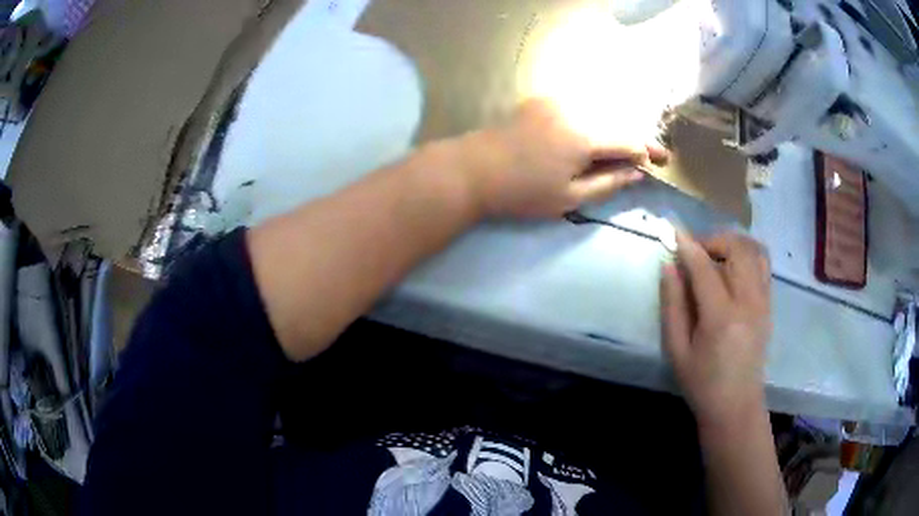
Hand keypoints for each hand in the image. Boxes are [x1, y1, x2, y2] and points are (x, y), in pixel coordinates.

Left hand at [464, 98, 667, 217]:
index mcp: (584, 135)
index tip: (662, 162)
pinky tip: (591, 139)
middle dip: (633, 140)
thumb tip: (636, 173)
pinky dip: (591, 122)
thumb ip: (608, 183)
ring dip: (612, 131)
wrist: (472, 170)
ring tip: (621, 153)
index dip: (648, 151)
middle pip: (615, 122)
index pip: (628, 139)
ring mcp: (554, 101)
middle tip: (646, 158)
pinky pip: (577, 109)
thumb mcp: (570, 197)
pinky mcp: (539, 101)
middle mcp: (574, 109)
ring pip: (597, 113)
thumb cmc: (521, 192)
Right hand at [660, 232, 771, 428]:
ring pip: (754, 251)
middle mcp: (749, 303)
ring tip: (714, 255)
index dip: (687, 245)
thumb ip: (673, 306)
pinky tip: (731, 268)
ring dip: (732, 243)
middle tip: (695, 251)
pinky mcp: (769, 305)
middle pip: (737, 249)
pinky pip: (762, 264)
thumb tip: (669, 266)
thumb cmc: (702, 384)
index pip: (705, 268)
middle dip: (714, 239)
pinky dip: (746, 254)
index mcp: (722, 318)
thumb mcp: (677, 351)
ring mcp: (763, 302)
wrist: (737, 406)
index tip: (672, 230)